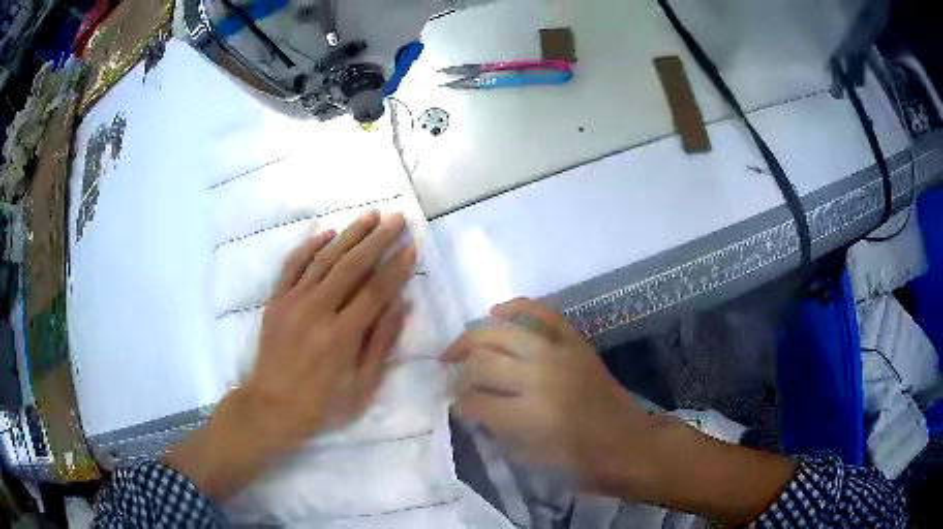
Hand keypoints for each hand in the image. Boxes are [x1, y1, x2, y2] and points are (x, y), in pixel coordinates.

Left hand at [165, 210, 414, 501]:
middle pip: (352, 266)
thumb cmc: (322, 404)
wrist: (270, 406)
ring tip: (370, 215)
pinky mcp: (275, 300)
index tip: (411, 246)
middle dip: (378, 240)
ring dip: (350, 234)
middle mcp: (316, 311)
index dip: (396, 267)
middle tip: (397, 218)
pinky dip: (310, 246)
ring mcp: (292, 302)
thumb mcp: (362, 386)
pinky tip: (327, 233)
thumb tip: (401, 303)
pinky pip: (293, 265)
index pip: (375, 291)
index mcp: (341, 336)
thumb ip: (381, 343)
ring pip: (325, 259)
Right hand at [442, 298, 652, 491]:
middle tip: (452, 378)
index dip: (458, 403)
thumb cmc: (579, 461)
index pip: (475, 400)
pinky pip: (542, 313)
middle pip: (482, 361)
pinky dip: (517, 307)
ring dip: (473, 338)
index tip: (454, 405)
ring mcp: (559, 353)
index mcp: (528, 415)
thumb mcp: (529, 456)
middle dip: (460, 371)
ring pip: (502, 333)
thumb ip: (495, 428)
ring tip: (459, 349)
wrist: (627, 443)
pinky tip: (495, 311)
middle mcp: (539, 377)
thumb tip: (468, 406)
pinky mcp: (575, 341)